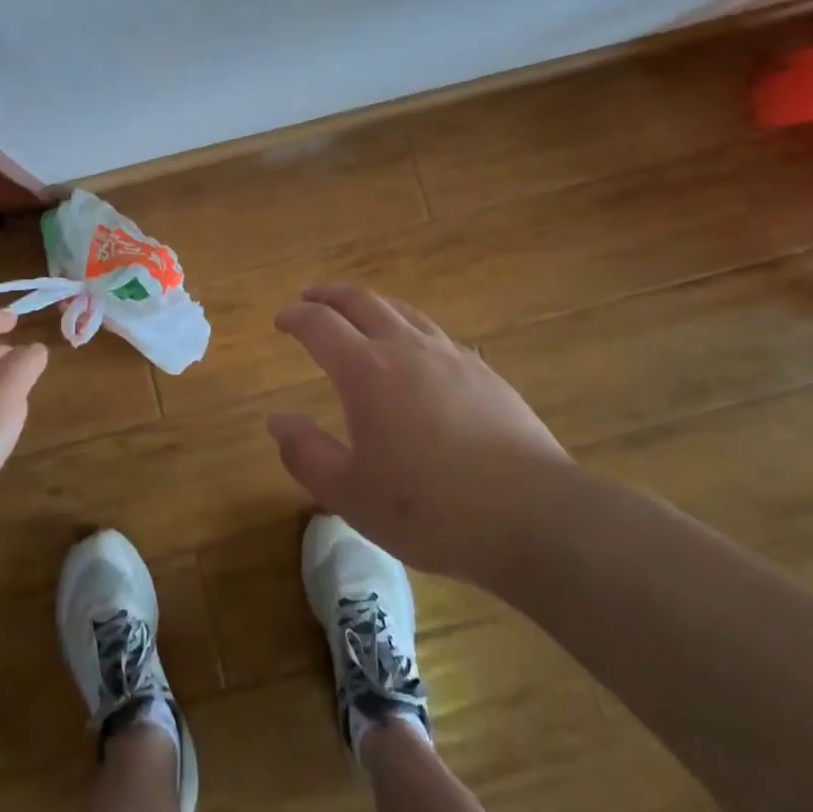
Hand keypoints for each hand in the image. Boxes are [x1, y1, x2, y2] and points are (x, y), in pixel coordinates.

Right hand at [265, 284, 577, 587]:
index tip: (282, 320)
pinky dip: (410, 328)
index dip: (296, 317)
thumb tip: (277, 421)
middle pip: (361, 301)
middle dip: (330, 295)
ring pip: (402, 310)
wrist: (534, 516)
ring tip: (360, 313)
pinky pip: (436, 334)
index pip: (319, 324)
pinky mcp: (484, 372)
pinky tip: (418, 351)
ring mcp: (449, 355)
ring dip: (371, 304)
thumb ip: (307, 454)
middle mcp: (404, 348)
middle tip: (311, 297)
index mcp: (366, 370)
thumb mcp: (352, 495)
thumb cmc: (432, 509)